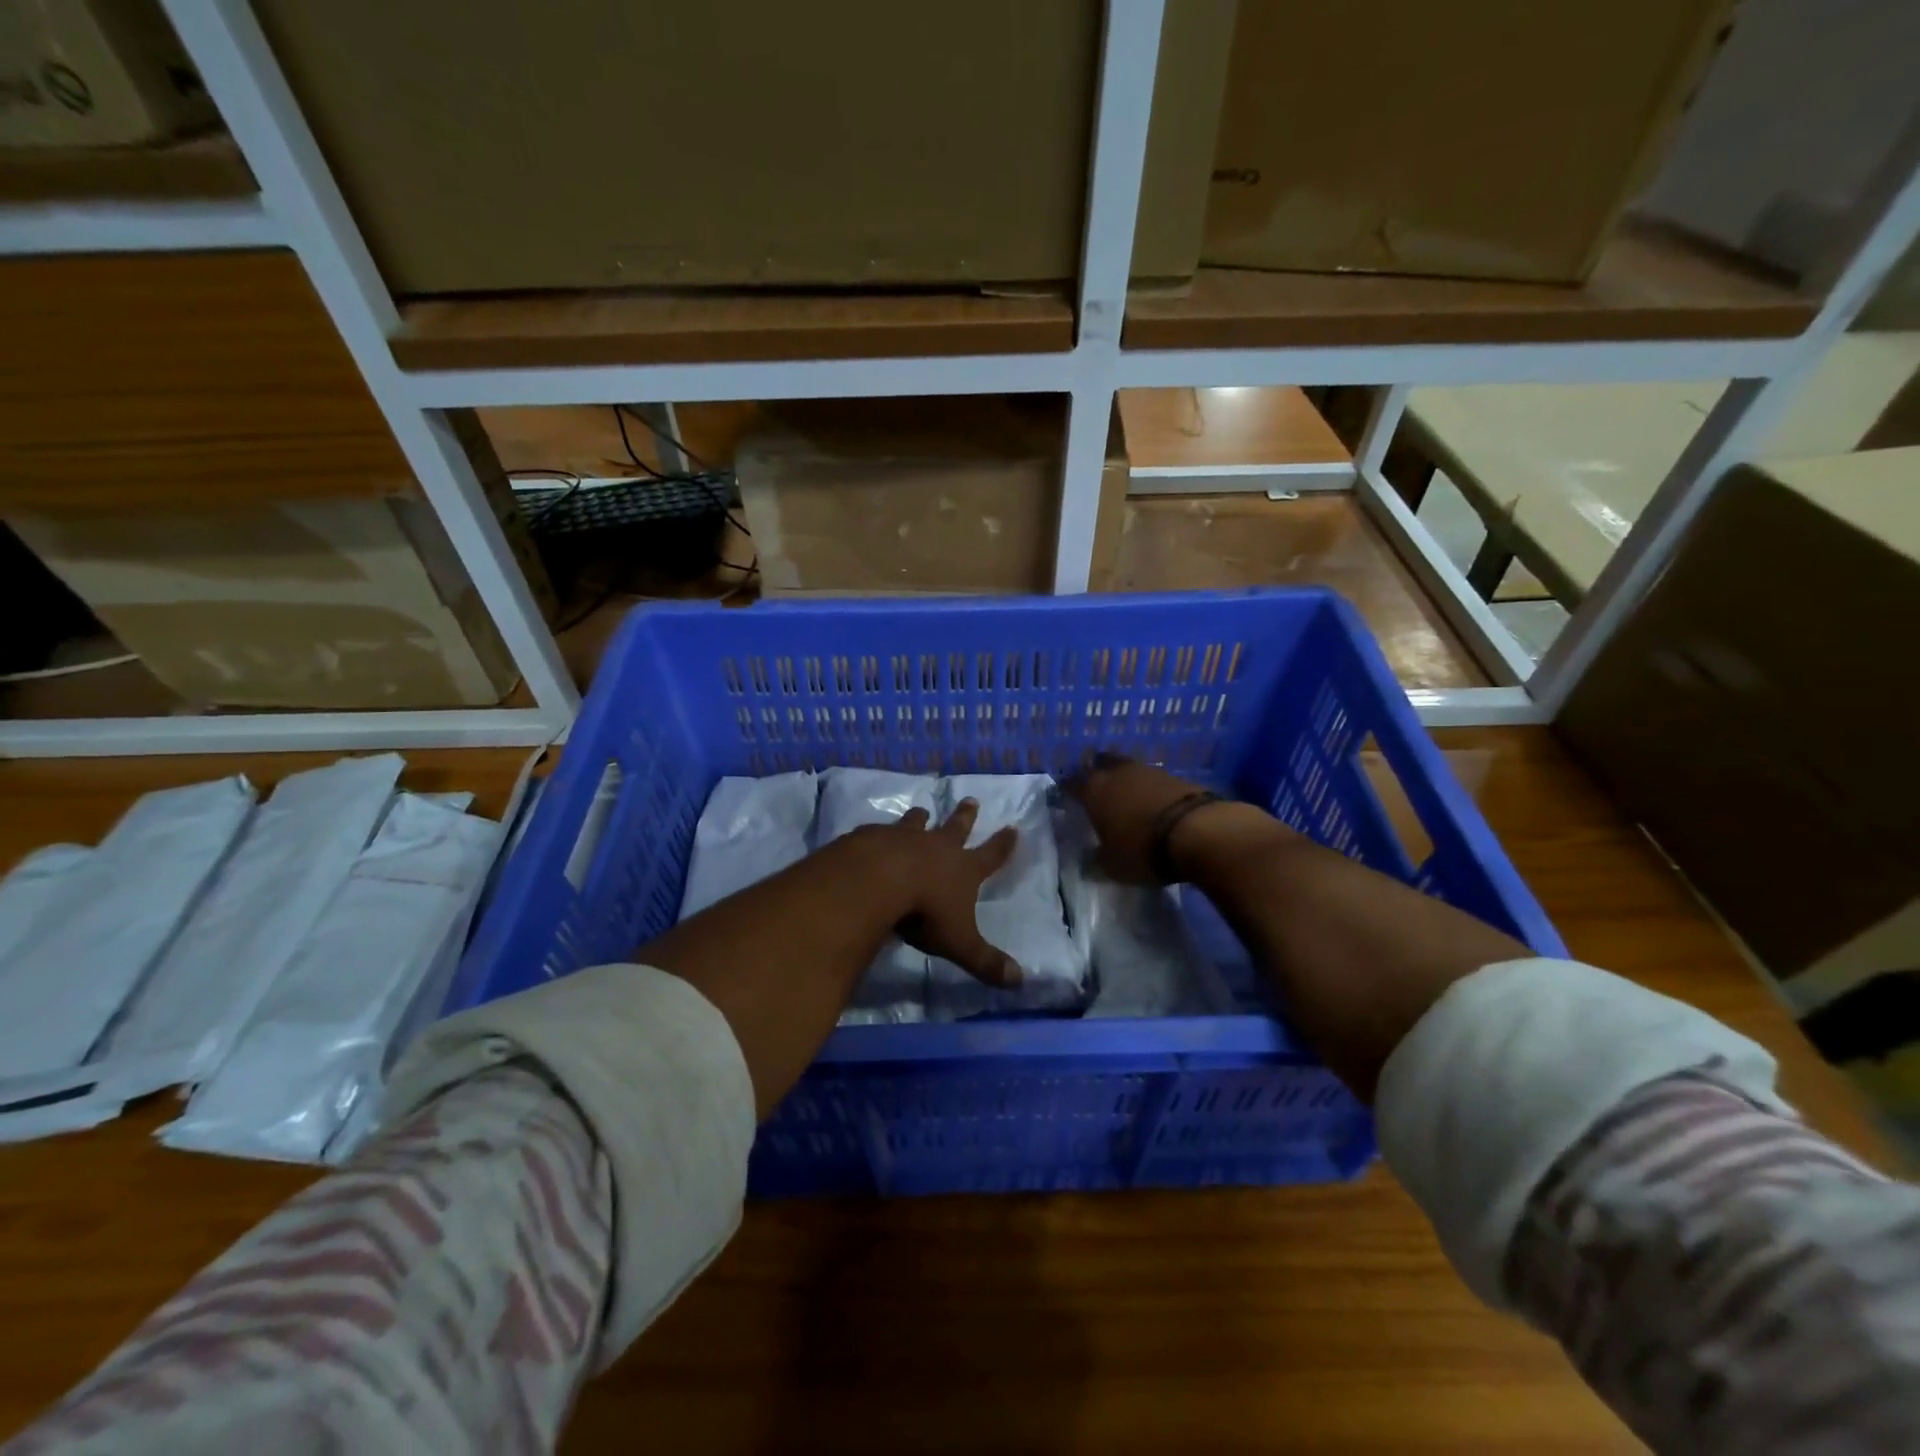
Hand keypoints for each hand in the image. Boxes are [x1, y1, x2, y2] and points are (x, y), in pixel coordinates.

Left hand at [858, 800, 1022, 987]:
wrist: (878, 881)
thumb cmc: (925, 912)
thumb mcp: (959, 943)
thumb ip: (986, 962)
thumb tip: (1020, 981)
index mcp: (963, 869)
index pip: (991, 855)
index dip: (1003, 845)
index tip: (1013, 828)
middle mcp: (937, 847)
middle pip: (956, 827)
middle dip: (965, 816)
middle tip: (970, 799)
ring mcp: (903, 838)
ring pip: (916, 823)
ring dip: (920, 818)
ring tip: (921, 810)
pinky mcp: (872, 837)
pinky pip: (879, 831)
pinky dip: (881, 833)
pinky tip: (874, 834)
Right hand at [1066, 752, 1236, 884]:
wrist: (1199, 831)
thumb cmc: (1143, 849)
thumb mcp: (1113, 866)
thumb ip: (1096, 860)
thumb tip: (1088, 859)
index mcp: (1094, 790)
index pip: (1072, 783)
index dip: (1067, 789)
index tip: (1065, 796)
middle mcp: (1117, 773)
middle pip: (1100, 763)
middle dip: (1096, 772)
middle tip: (1095, 786)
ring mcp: (1148, 771)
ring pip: (1127, 767)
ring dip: (1124, 778)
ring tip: (1124, 794)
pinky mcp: (1176, 776)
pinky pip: (1152, 778)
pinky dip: (1148, 787)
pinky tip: (1151, 801)